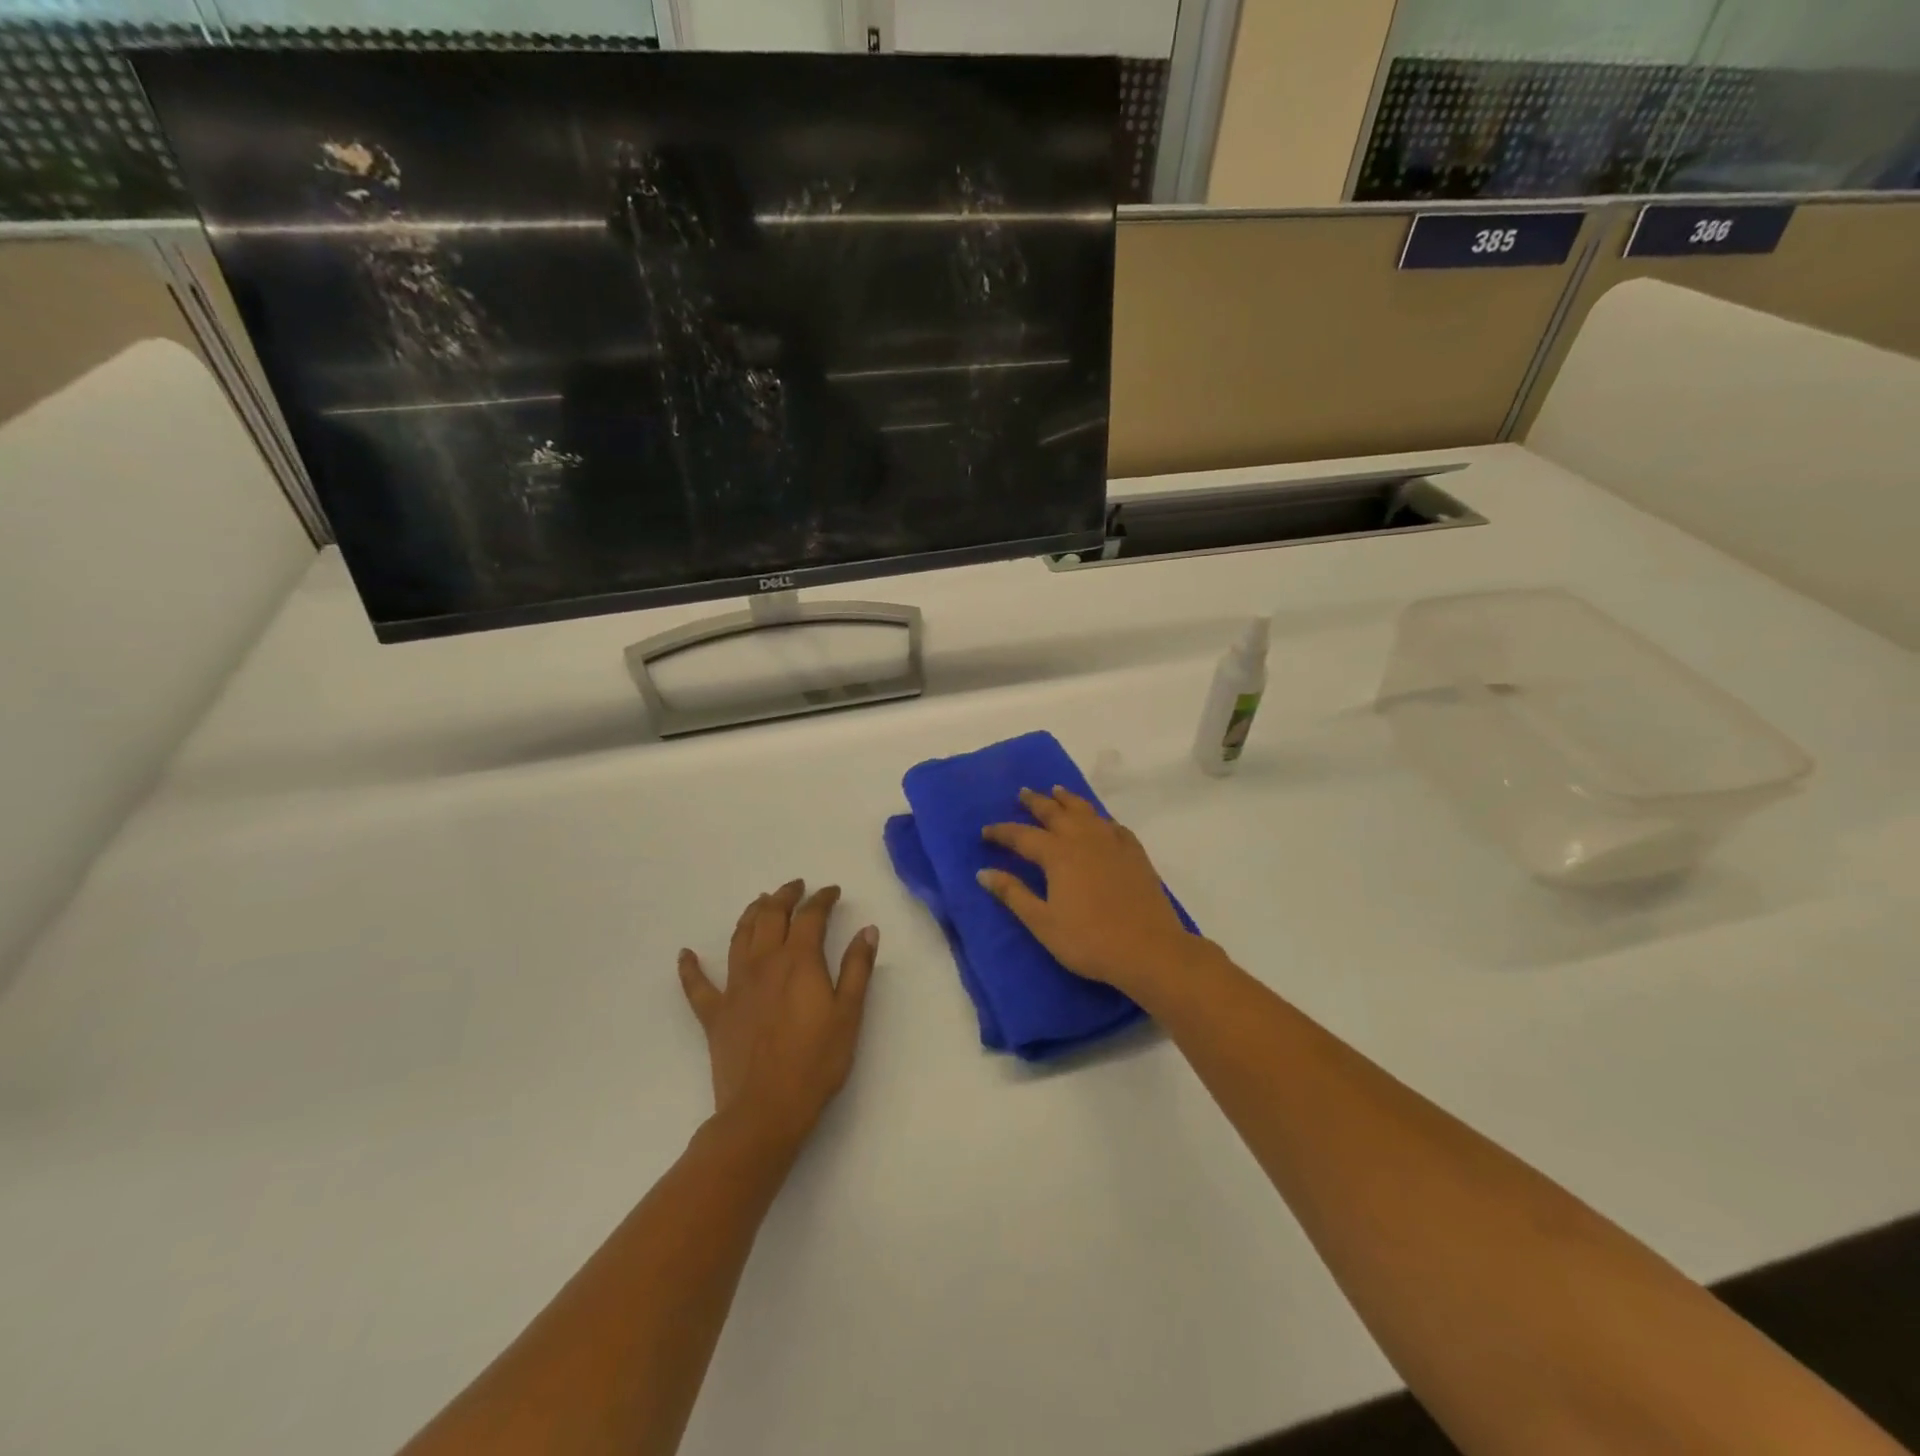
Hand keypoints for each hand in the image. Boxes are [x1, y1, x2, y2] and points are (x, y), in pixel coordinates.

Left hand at [677, 880, 876, 1154]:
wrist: (765, 1110)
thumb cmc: (816, 1062)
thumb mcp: (849, 1014)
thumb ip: (857, 968)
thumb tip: (867, 929)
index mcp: (799, 961)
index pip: (810, 916)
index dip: (822, 899)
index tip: (831, 891)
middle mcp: (764, 963)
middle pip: (771, 916)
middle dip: (784, 896)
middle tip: (795, 887)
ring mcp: (735, 987)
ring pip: (739, 937)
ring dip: (750, 914)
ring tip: (760, 903)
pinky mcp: (714, 1014)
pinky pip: (697, 985)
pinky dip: (690, 968)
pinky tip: (685, 955)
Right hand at [979, 787, 1202, 995]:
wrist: (1149, 950)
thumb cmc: (1089, 940)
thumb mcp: (1042, 922)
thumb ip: (1013, 894)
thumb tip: (983, 872)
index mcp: (1058, 854)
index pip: (1022, 835)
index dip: (1002, 832)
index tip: (985, 831)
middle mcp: (1083, 839)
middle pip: (1055, 812)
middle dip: (1036, 802)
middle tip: (1023, 793)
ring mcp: (1113, 843)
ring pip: (1086, 811)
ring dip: (1068, 800)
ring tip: (1057, 791)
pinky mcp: (1135, 853)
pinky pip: (1113, 825)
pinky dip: (1100, 818)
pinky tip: (1100, 821)